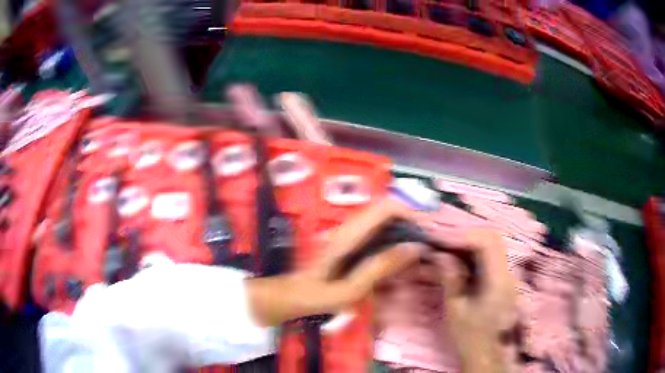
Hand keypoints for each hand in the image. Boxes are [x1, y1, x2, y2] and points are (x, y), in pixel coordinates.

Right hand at [435, 230, 516, 372]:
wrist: (486, 353)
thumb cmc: (470, 336)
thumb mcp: (456, 309)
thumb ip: (451, 279)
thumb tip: (440, 254)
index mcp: (498, 280)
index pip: (487, 242)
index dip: (463, 235)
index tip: (440, 239)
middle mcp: (507, 272)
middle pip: (492, 239)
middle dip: (465, 236)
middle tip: (442, 241)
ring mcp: (507, 275)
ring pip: (491, 246)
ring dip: (468, 244)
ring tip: (446, 249)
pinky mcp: (503, 280)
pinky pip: (489, 258)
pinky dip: (473, 255)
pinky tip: (458, 262)